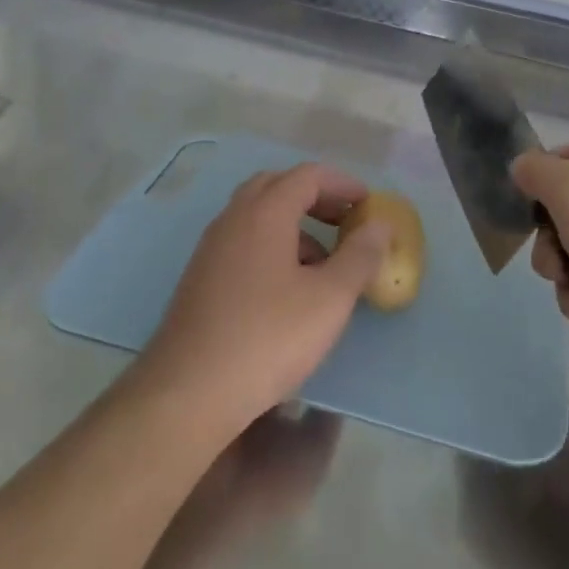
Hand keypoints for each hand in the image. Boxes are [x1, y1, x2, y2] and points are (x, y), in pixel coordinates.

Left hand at [138, 164, 387, 432]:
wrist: (188, 392)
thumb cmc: (268, 338)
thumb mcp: (329, 299)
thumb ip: (359, 257)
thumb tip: (380, 225)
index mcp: (264, 213)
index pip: (307, 175)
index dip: (342, 184)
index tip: (368, 204)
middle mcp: (233, 220)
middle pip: (276, 186)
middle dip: (315, 197)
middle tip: (344, 220)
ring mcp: (211, 249)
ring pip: (257, 216)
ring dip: (293, 224)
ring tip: (323, 261)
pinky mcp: (201, 278)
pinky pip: (243, 242)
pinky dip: (272, 246)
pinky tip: (288, 289)